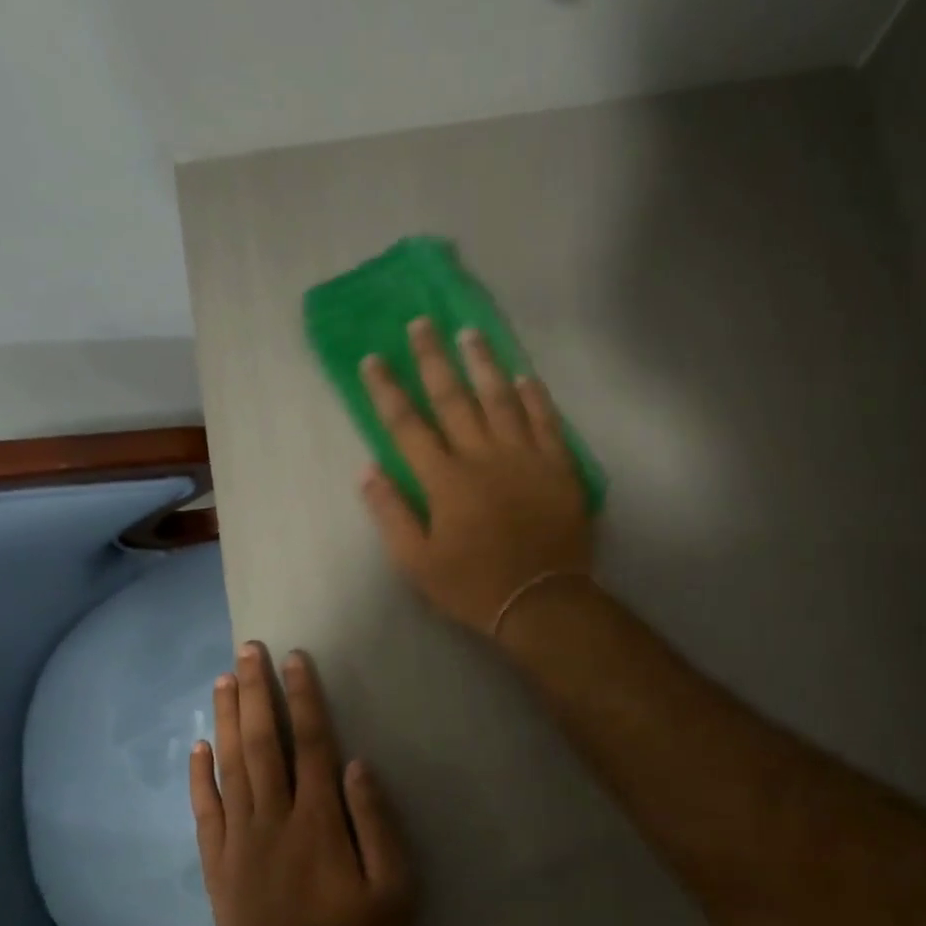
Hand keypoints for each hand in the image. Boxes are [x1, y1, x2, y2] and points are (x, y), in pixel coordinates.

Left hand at [190, 643, 414, 925]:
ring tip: (222, 680)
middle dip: (255, 692)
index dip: (302, 697)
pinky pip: (205, 812)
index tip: (294, 659)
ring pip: (230, 767)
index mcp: (318, 819)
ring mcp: (240, 841)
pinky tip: (197, 747)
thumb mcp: (394, 887)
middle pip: (261, 742)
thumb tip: (356, 764)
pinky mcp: (218, 867)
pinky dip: (199, 777)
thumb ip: (377, 822)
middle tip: (247, 651)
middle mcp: (274, 818)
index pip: (308, 742)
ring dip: (226, 720)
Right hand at [359, 318, 593, 635]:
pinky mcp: (558, 467)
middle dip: (433, 359)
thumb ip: (391, 514)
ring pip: (500, 399)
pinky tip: (525, 376)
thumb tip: (367, 470)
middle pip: (454, 398)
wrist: (541, 601)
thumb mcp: (417, 563)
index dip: (387, 390)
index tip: (373, 358)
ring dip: (483, 363)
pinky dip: (535, 397)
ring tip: (470, 333)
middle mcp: (482, 456)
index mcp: (445, 480)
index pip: (408, 425)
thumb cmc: (473, 585)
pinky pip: (546, 422)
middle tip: (422, 323)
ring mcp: (524, 457)